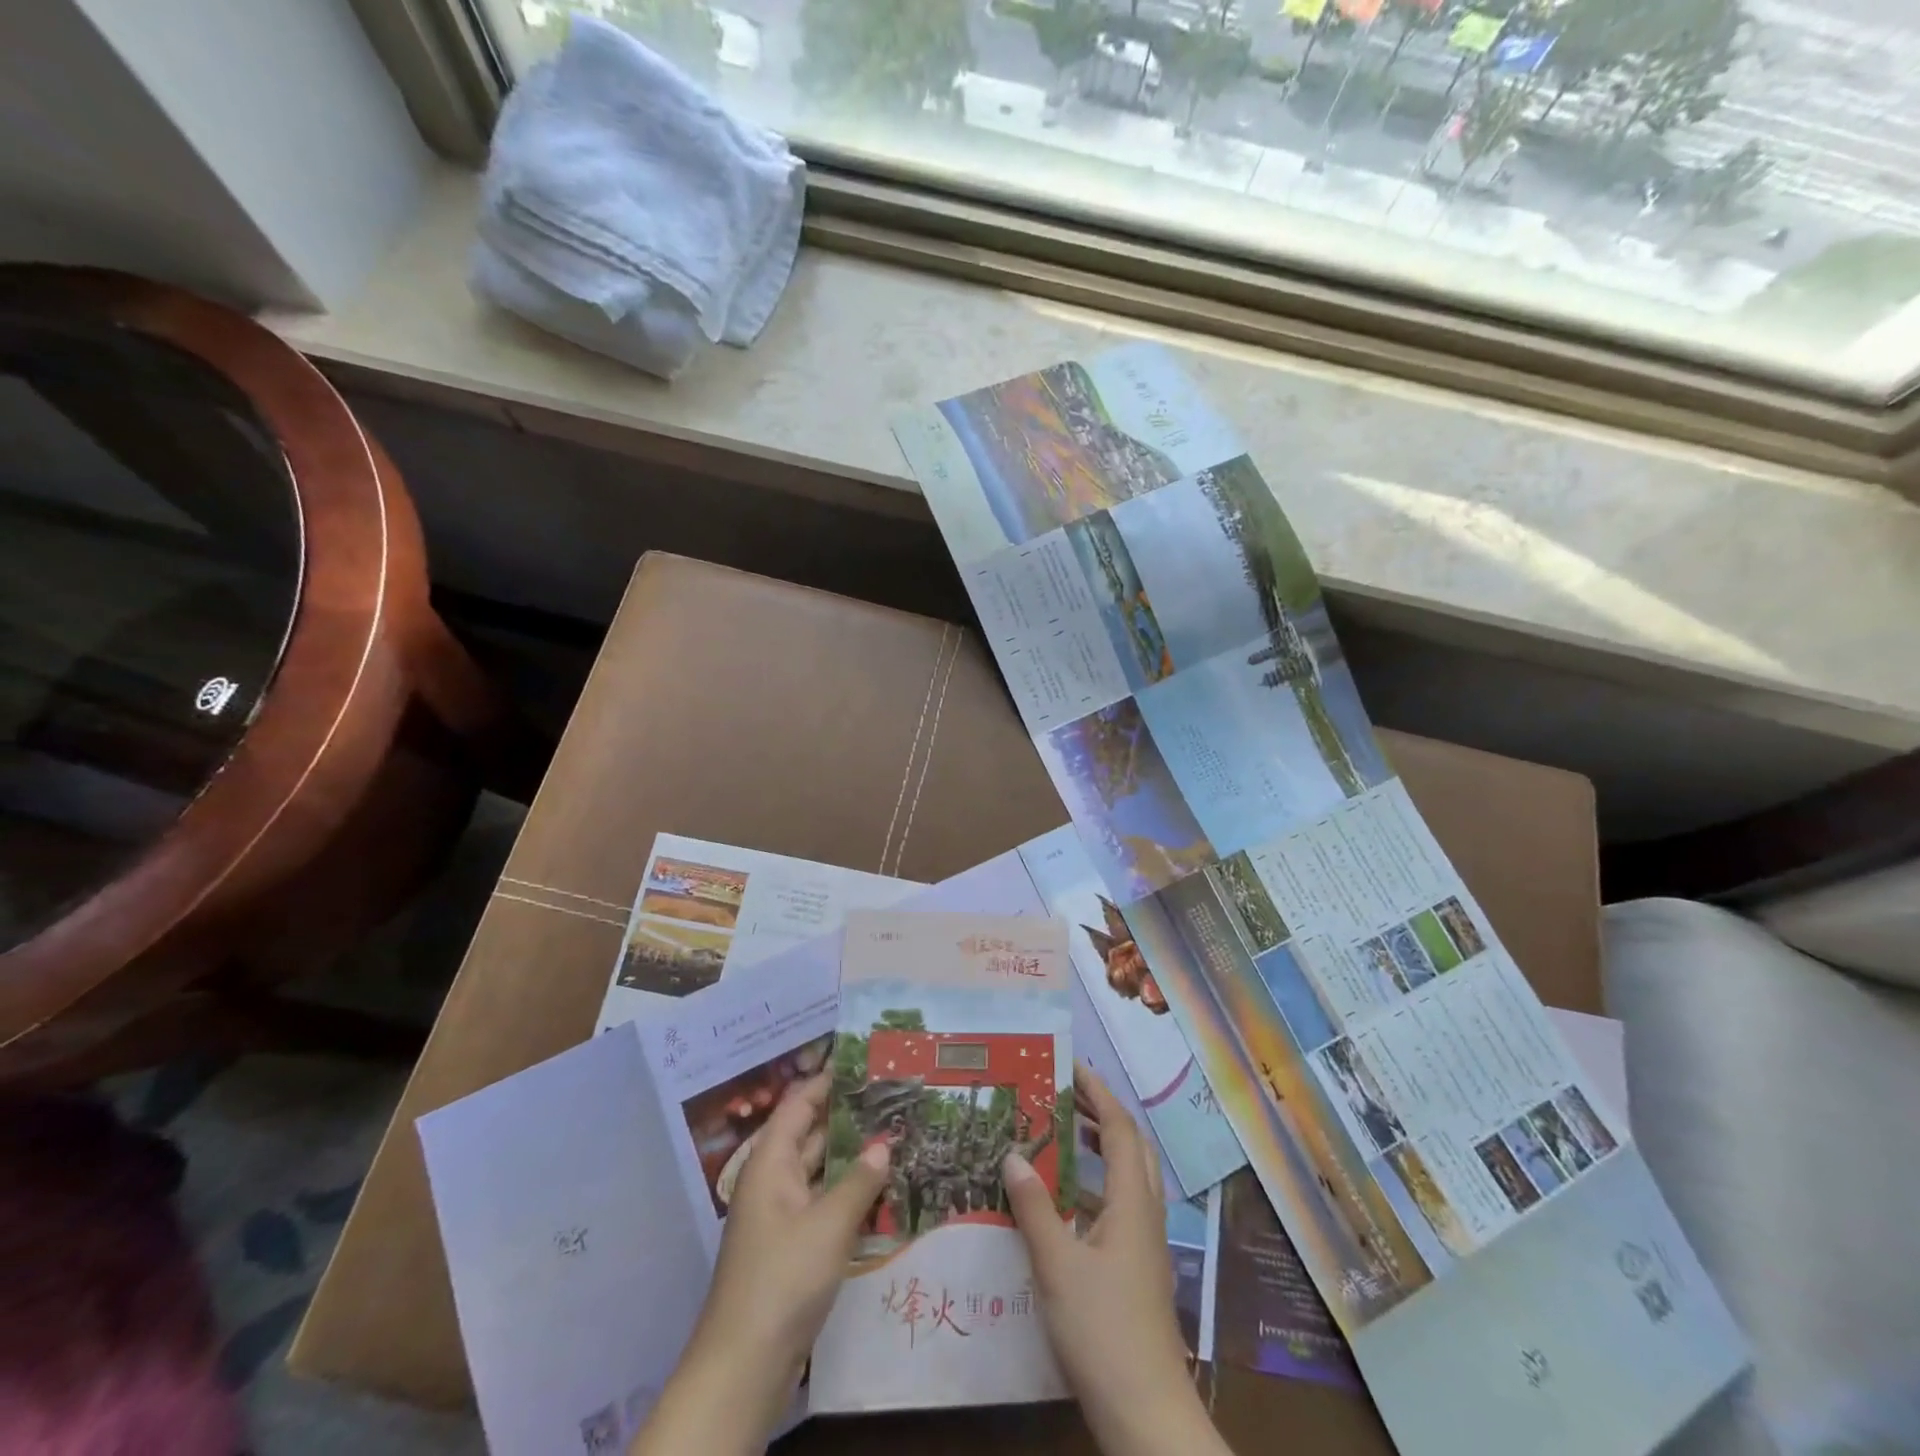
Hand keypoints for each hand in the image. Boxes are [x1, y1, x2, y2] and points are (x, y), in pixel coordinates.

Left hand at [632, 1074, 889, 1455]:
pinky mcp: (792, 1248)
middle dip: (849, 1116)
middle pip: (812, 1134)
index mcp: (771, 1162)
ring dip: (853, 1156)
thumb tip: (883, 1142)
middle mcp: (774, 1181)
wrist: (743, 1366)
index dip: (829, 1080)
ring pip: (821, 1171)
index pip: (800, 1104)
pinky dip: (850, 1193)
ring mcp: (782, 1216)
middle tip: (893, 1097)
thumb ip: (860, 1180)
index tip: (865, 1062)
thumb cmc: (782, 1279)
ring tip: (897, 1134)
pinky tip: (884, 1190)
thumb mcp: (828, 1225)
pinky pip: (824, 1204)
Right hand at [1002, 1067, 1230, 1455]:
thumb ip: (1034, 1207)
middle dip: (1102, 1115)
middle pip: (1132, 1148)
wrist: (1147, 1415)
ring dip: (1101, 1151)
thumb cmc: (1103, 1331)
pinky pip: (1120, 1209)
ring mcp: (1144, 1246)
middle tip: (1065, 1097)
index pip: (1120, 1128)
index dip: (1098, 1092)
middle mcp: (1145, 1214)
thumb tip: (1013, 1154)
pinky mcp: (1137, 1272)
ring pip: (1128, 1179)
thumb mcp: (1058, 1265)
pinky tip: (1064, 1206)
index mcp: (1132, 1202)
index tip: (1071, 1066)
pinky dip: (1095, 1190)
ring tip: (1063, 1139)